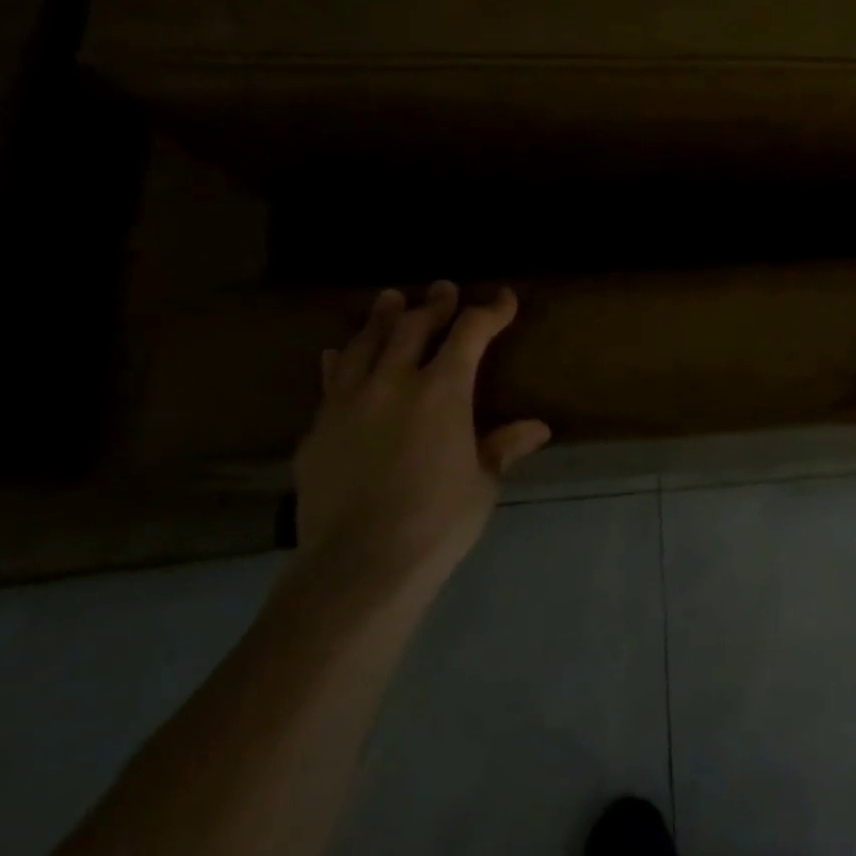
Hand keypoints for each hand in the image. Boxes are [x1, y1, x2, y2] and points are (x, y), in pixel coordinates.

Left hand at [291, 283, 550, 589]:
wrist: (357, 566)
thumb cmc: (437, 522)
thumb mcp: (482, 482)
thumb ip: (503, 446)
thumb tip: (537, 428)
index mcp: (442, 391)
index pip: (470, 334)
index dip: (490, 312)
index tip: (504, 300)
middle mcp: (393, 383)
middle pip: (414, 327)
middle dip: (434, 305)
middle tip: (443, 289)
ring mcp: (348, 402)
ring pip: (365, 343)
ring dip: (382, 318)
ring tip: (390, 298)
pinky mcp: (317, 429)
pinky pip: (330, 380)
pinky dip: (341, 360)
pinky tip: (338, 353)